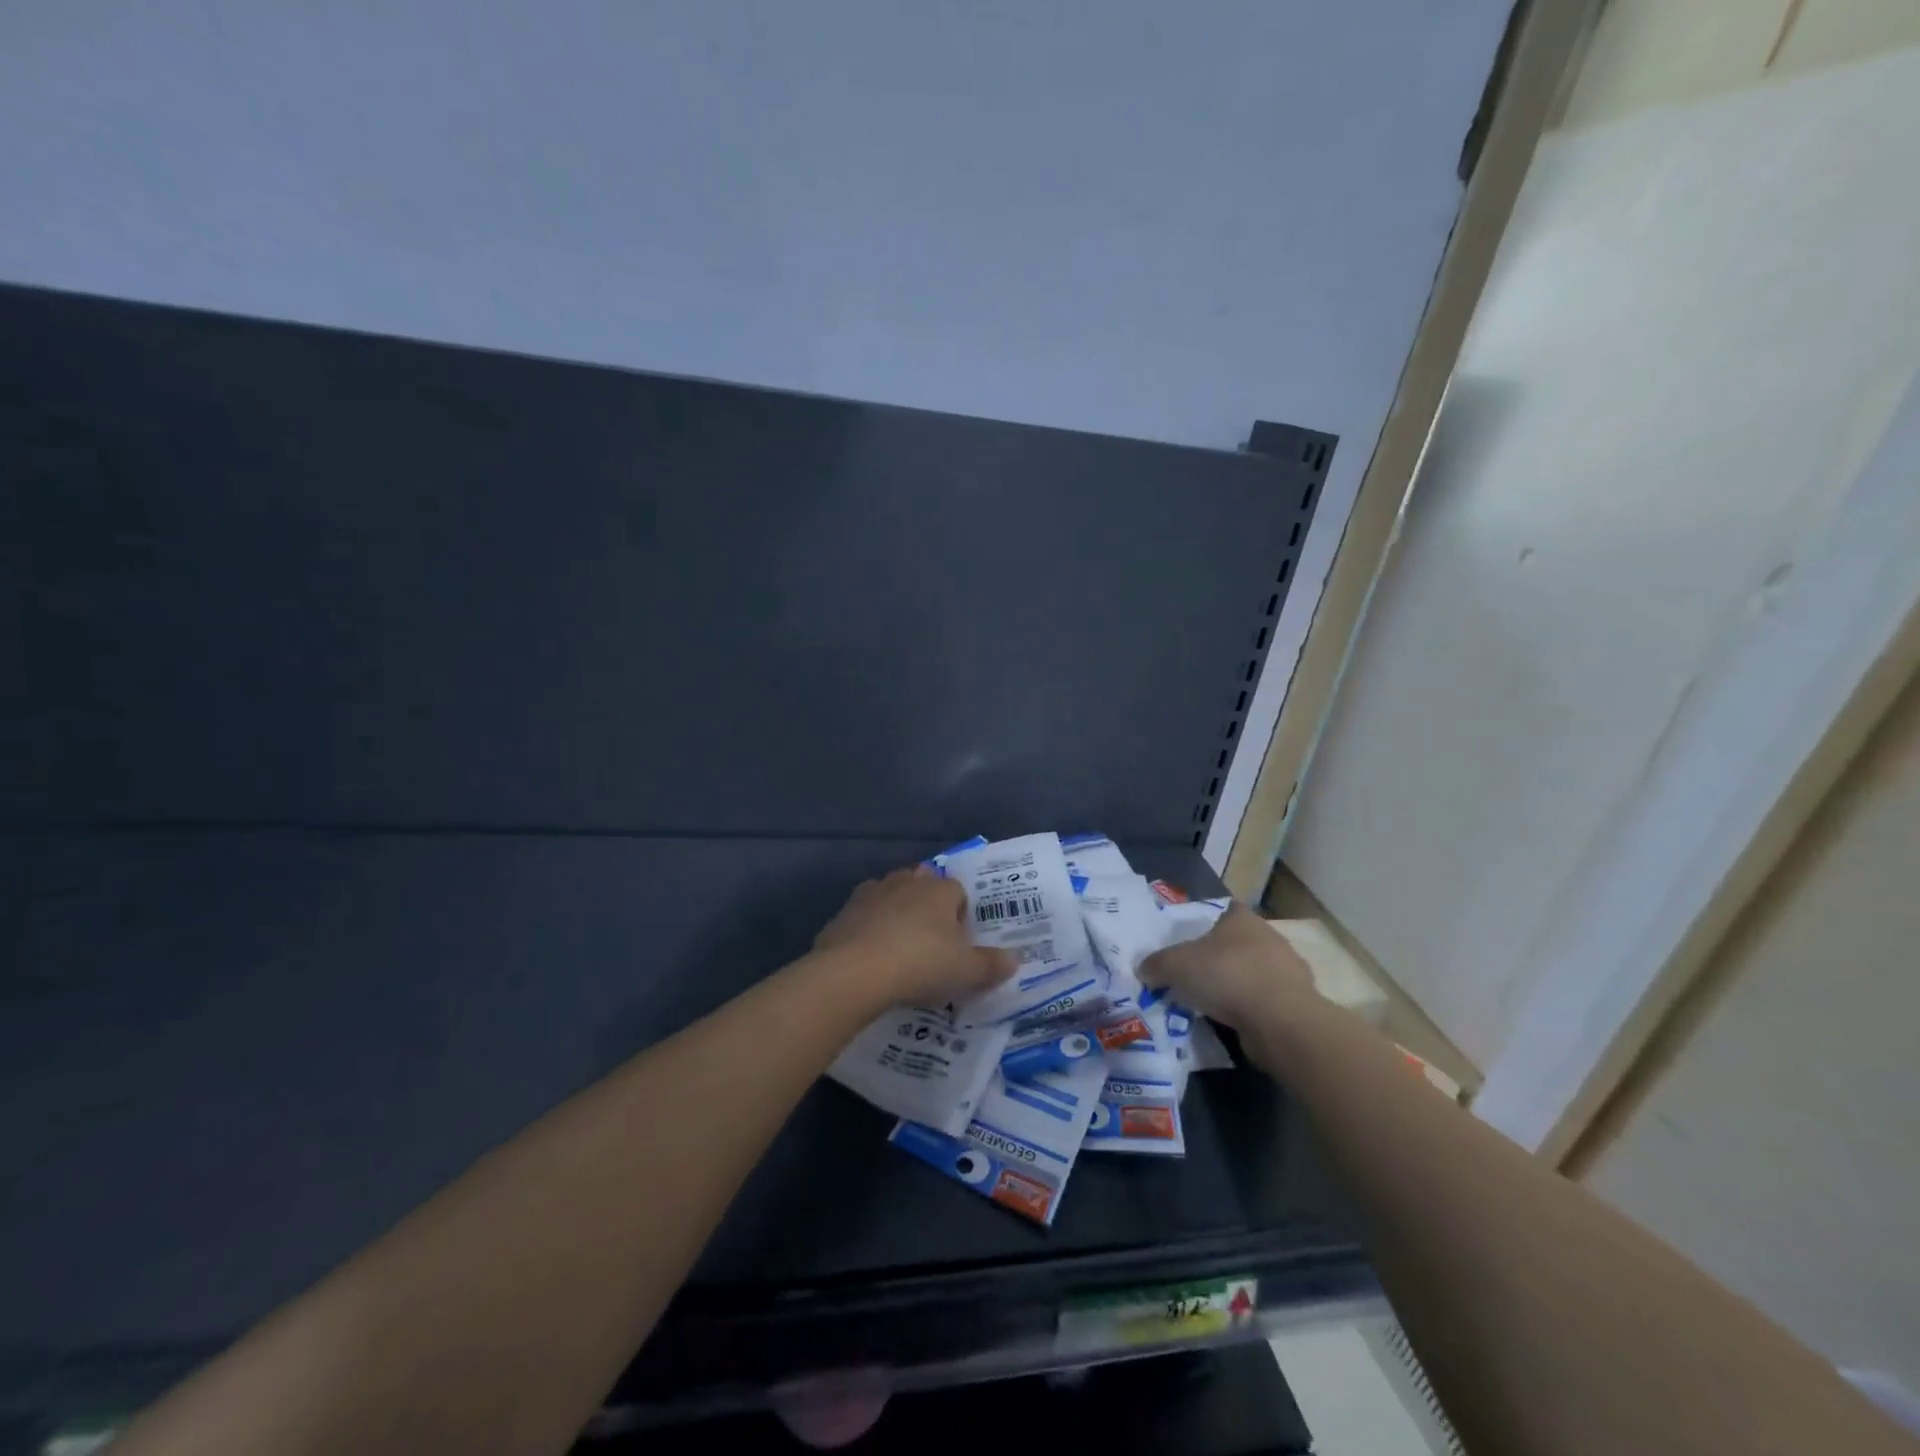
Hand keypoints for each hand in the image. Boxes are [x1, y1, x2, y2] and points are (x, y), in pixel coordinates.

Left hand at [815, 868, 1015, 1008]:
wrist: (855, 972)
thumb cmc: (921, 964)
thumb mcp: (965, 971)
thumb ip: (991, 964)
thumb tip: (1016, 959)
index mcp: (940, 889)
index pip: (958, 892)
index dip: (961, 917)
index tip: (958, 946)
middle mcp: (907, 882)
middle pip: (923, 888)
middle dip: (928, 910)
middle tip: (931, 946)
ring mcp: (872, 893)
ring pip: (891, 898)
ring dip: (897, 916)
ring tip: (900, 951)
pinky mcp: (844, 912)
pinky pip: (864, 917)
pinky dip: (869, 931)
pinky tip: (871, 958)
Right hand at [1139, 902, 1313, 1029]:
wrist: (1281, 1021)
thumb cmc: (1227, 976)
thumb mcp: (1176, 965)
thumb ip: (1156, 964)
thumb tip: (1143, 969)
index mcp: (1242, 918)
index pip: (1222, 911)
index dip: (1204, 924)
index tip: (1187, 945)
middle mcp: (1268, 937)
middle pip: (1236, 943)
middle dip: (1217, 958)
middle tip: (1192, 975)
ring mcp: (1288, 970)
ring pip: (1252, 972)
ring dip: (1234, 985)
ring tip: (1209, 1003)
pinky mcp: (1296, 1002)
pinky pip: (1264, 1000)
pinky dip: (1250, 1009)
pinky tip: (1232, 1021)